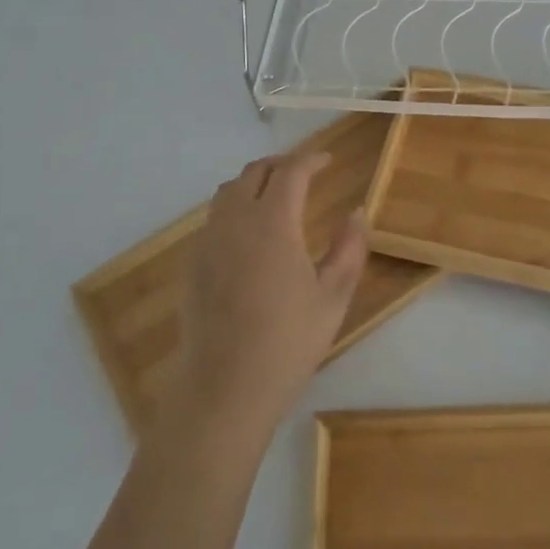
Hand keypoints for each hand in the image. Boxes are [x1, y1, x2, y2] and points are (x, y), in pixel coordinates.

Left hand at [174, 149, 368, 436]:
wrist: (223, 389)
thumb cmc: (287, 343)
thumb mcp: (332, 297)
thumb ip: (349, 248)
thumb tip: (356, 212)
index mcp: (272, 223)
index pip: (291, 172)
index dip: (311, 159)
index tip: (328, 160)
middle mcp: (235, 221)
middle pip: (254, 173)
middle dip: (282, 165)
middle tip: (305, 173)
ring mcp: (208, 241)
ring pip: (228, 192)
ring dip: (254, 183)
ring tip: (276, 196)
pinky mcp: (193, 264)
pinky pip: (214, 218)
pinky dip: (235, 208)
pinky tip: (250, 234)